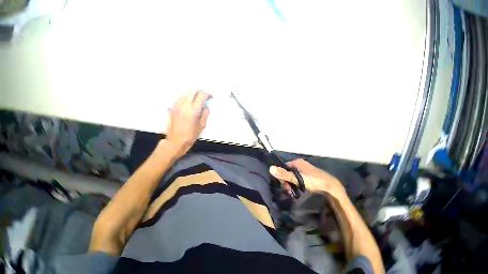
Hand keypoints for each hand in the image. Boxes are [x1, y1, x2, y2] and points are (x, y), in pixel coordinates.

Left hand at [165, 90, 210, 157]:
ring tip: (195, 99)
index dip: (207, 94)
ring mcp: (177, 105)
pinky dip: (185, 97)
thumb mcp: (202, 126)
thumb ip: (205, 114)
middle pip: (193, 90)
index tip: (210, 96)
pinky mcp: (172, 107)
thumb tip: (205, 106)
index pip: (202, 95)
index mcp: (193, 110)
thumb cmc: (190, 136)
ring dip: (191, 94)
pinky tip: (187, 103)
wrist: (175, 142)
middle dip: (199, 91)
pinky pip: (179, 98)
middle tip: (203, 96)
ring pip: (185, 93)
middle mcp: (184, 105)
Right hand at [269, 159, 346, 198]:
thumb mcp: (298, 179)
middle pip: (288, 173)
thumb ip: (284, 174)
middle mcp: (300, 165)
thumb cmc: (314, 181)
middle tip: (290, 192)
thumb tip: (270, 168)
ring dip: (291, 186)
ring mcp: (304, 171)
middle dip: (287, 183)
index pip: (283, 168)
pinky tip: (298, 192)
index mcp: (297, 163)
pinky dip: (296, 186)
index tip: (285, 186)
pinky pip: (298, 181)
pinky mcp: (308, 177)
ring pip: (293, 178)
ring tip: (293, 193)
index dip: (282, 177)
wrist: (329, 186)